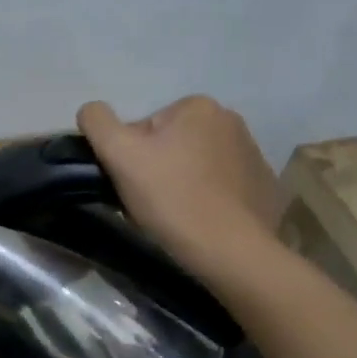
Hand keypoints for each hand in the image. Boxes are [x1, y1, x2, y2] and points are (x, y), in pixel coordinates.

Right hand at [77, 96, 284, 276]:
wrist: (229, 250)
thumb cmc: (170, 197)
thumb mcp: (118, 153)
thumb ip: (97, 121)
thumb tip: (92, 111)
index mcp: (197, 107)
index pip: (145, 127)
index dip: (131, 156)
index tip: (133, 183)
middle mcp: (230, 120)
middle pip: (172, 143)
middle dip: (158, 167)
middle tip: (150, 201)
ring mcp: (253, 153)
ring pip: (197, 164)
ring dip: (182, 182)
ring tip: (176, 214)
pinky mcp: (264, 185)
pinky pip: (223, 185)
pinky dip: (209, 197)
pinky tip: (201, 220)